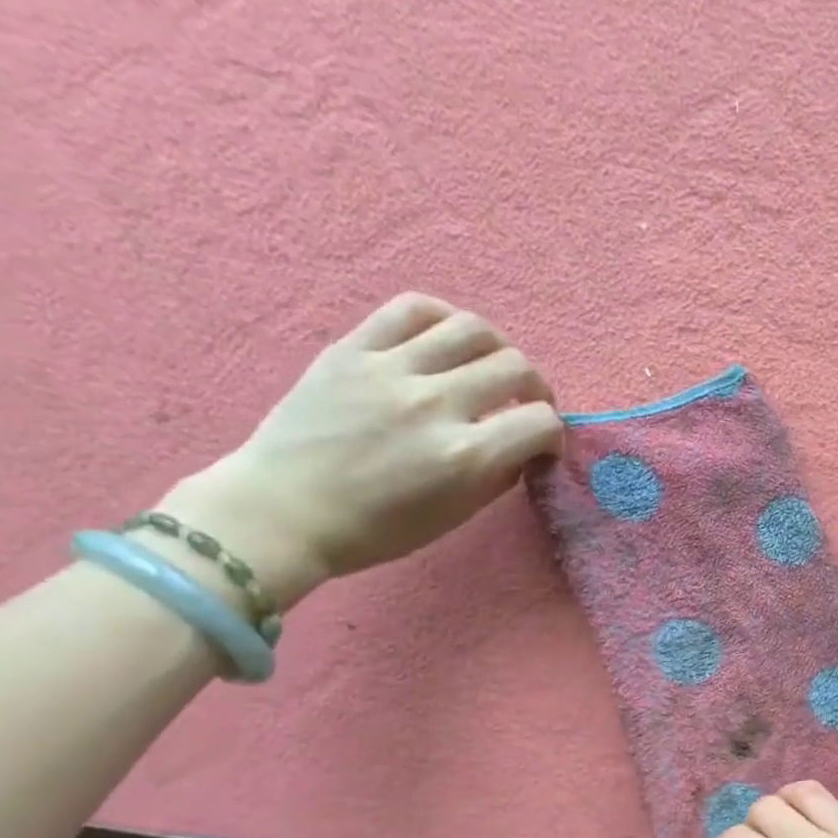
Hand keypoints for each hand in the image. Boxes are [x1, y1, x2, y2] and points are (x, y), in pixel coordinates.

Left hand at [157, 293, 563, 607]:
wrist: (284, 511)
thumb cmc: (377, 529)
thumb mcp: (455, 515)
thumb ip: (497, 475)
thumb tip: (523, 446)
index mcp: (464, 457)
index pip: (540, 423)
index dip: (552, 434)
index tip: (541, 445)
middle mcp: (435, 405)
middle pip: (515, 368)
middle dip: (535, 388)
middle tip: (525, 404)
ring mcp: (391, 370)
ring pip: (472, 329)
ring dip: (498, 349)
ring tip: (490, 366)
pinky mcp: (353, 348)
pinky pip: (411, 308)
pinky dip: (444, 319)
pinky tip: (448, 339)